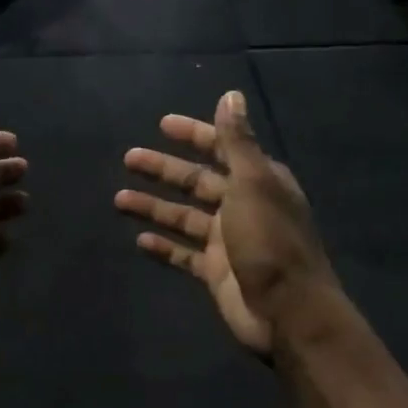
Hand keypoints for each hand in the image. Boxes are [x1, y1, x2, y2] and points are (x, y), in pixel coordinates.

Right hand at [116, 90, 337, 355]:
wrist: (288, 312)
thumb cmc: (269, 241)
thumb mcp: (254, 183)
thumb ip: (237, 141)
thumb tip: (231, 95)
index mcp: (258, 182)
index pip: (222, 148)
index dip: (194, 135)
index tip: (163, 125)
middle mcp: (243, 206)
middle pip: (197, 182)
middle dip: (164, 170)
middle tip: (129, 158)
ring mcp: (228, 241)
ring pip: (184, 217)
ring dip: (154, 206)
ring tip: (118, 199)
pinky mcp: (216, 272)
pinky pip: (184, 254)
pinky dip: (163, 246)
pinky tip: (139, 240)